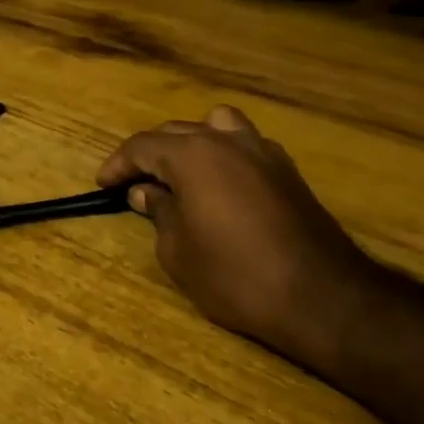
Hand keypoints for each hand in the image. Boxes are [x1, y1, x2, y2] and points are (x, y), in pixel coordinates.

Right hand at [98, 106, 376, 361]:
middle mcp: (227, 141)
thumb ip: (159, 212)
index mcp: (193, 155)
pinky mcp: (287, 170)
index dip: (118, 164)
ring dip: (192, 143)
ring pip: (216, 126)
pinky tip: (220, 186)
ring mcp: (263, 151)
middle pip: (177, 132)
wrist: (321, 296)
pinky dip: (224, 155)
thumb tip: (147, 192)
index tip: (103, 184)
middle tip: (134, 183)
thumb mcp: (178, 251)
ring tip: (181, 173)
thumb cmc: (235, 275)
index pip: (143, 146)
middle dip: (150, 154)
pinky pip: (244, 145)